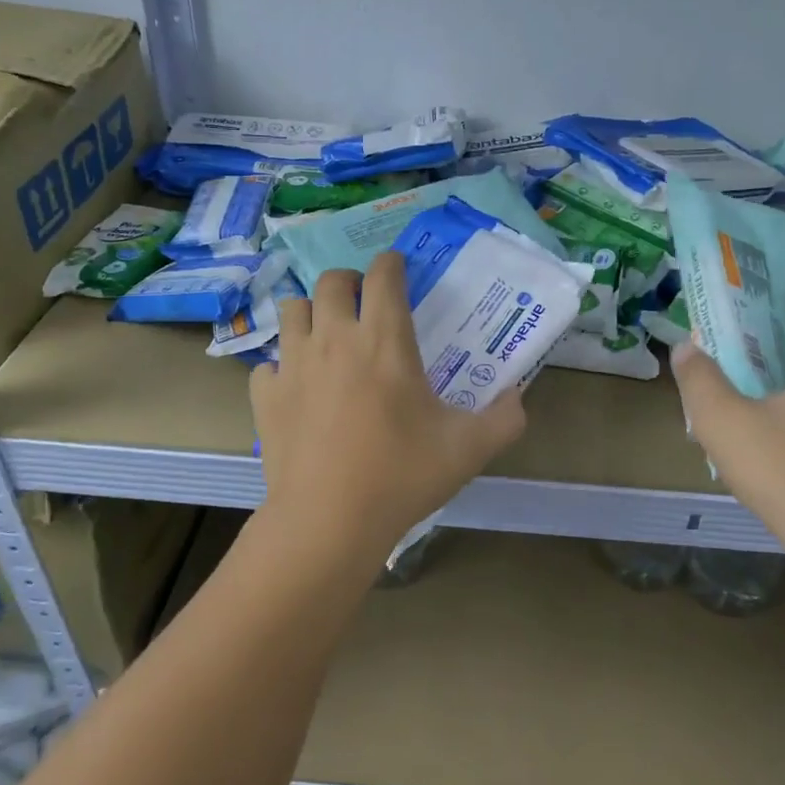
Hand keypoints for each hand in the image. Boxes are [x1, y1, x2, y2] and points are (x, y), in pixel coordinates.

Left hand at [249, 253, 526, 564]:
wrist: (328, 521)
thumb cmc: (402, 476)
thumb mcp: (468, 449)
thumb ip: (505, 419)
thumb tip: (519, 399)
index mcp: (384, 340)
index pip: (383, 274)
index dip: (392, 263)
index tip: (399, 269)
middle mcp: (334, 338)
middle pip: (332, 280)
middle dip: (349, 281)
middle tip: (364, 302)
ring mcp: (294, 365)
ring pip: (292, 309)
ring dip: (312, 312)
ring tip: (327, 333)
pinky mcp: (266, 396)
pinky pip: (269, 362)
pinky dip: (283, 365)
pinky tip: (298, 386)